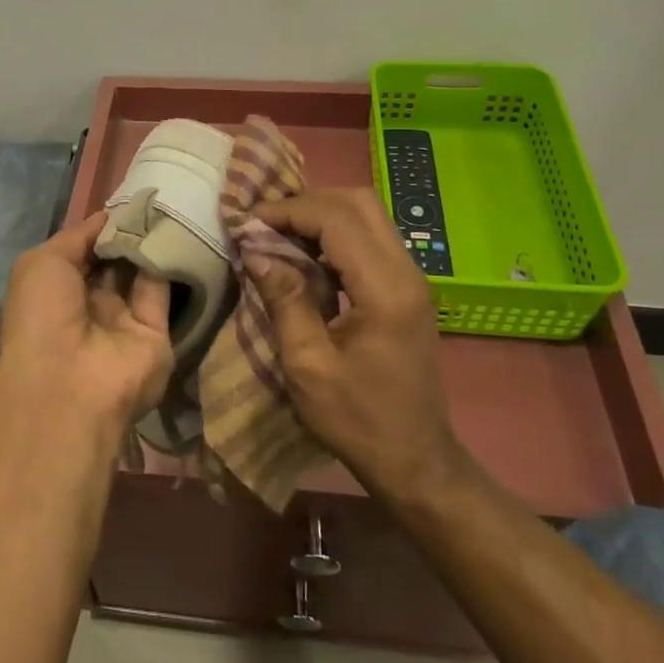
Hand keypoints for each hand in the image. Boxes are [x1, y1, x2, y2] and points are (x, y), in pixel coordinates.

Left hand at [0, 211, 174, 428]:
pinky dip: (169, 262)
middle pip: (115, 261)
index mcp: (57, 291)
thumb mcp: (43, 262)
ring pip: (141, 273)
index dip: (102, 227)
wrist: (68, 384)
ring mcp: (124, 321)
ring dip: (150, 242)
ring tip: (168, 205)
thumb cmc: (42, 316)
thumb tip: (109, 216)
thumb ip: (78, 236)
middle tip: (153, 198)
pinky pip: (163, 290)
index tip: (127, 199)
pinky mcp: (156, 333)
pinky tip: (176, 230)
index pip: (84, 251)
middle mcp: (91, 305)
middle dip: (129, 231)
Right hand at [250, 188, 475, 503]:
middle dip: (307, 203)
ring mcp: (412, 278)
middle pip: (358, 202)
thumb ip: (284, 299)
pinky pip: (370, 239)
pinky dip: (335, 235)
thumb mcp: (307, 364)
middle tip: (265, 225)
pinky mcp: (407, 288)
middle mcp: (406, 272)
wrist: (415, 459)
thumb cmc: (357, 420)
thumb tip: (255, 249)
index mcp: (385, 290)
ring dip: (321, 216)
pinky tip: (305, 258)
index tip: (248, 223)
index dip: (289, 211)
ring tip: (279, 237)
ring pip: (367, 216)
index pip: (337, 219)